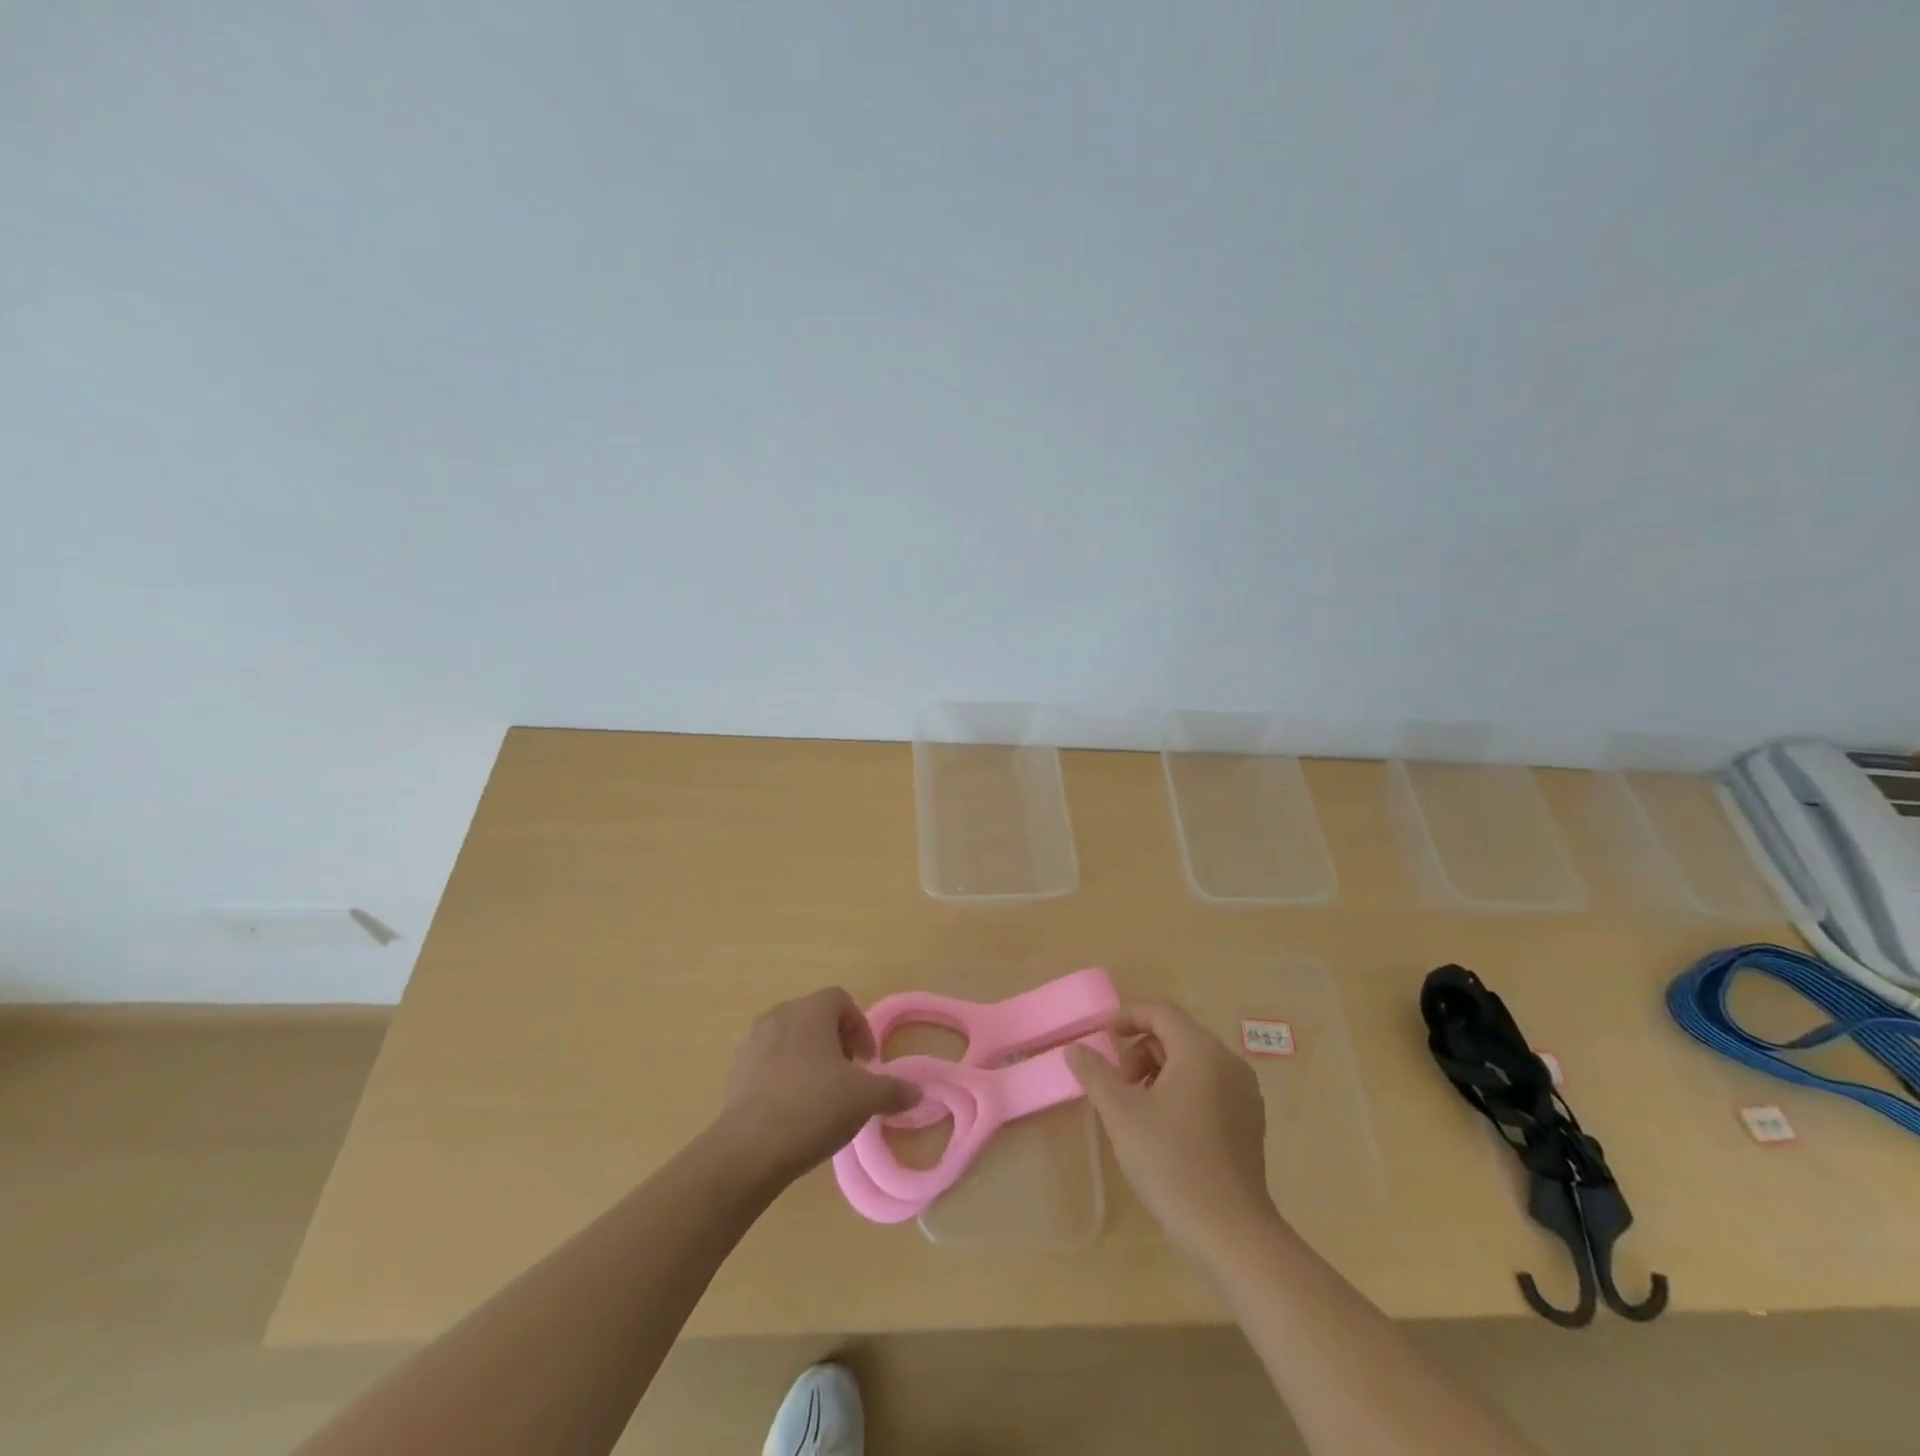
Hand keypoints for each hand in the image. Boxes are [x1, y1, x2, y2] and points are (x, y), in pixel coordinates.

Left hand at [716, 988, 920, 1183]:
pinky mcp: (735, 1071)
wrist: (748, 1149)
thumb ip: (894, 1090)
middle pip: (815, 1018)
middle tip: (848, 1077)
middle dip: (835, 1042)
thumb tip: (916, 1091)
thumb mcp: (865, 1099)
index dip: (860, 1027)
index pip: (841, 1000)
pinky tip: (792, 1111)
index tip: (868, 1062)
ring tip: (820, 1095)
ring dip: (809, 1059)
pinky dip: (784, 1077)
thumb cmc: (813, 1107)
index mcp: (811, 1011)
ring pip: (790, 1039)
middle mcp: (780, 1016)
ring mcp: (752, 1042)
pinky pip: (768, 1063)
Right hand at [1067, 1002, 1277, 1261]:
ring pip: (1193, 1062)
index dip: (1127, 1016)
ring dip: (1159, 1072)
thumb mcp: (1121, 1114)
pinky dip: (1182, 1091)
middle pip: (1176, 1035)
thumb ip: (1095, 1073)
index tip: (1101, 1036)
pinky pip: (1210, 1087)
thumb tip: (1075, 1048)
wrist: (1230, 1233)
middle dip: (1140, 1051)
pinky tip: (1166, 1129)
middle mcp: (1229, 1062)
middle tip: (1117, 1084)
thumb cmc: (1171, 1162)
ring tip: (1138, 1110)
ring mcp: (1245, 1093)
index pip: (1160, 1012)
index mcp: (1201, 1051)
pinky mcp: (1250, 1122)